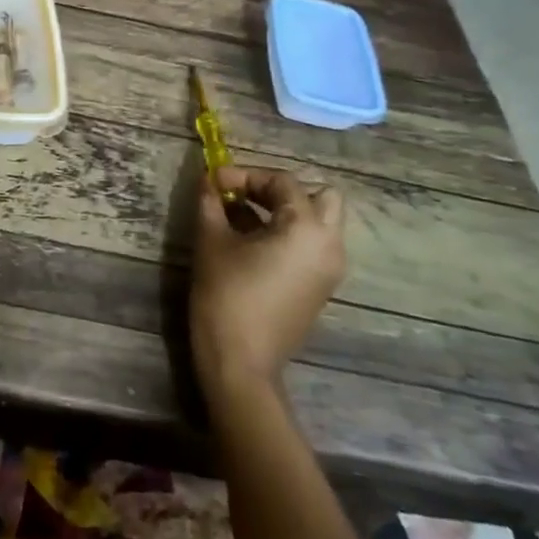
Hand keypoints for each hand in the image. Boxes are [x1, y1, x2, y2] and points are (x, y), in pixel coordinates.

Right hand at [190, 165, 346, 396]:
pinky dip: (290, 235)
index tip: (214, 182)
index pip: (282, 182)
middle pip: (320, 197)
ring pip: (320, 223)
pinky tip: (253, 245)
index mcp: (306, 228)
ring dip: (286, 212)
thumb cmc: (226, 295)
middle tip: (244, 197)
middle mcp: (330, 245)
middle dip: (280, 191)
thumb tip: (208, 180)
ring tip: (244, 219)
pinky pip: (314, 246)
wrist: (240, 363)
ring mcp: (330, 270)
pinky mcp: (322, 289)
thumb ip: (211, 202)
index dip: (245, 175)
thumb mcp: (211, 241)